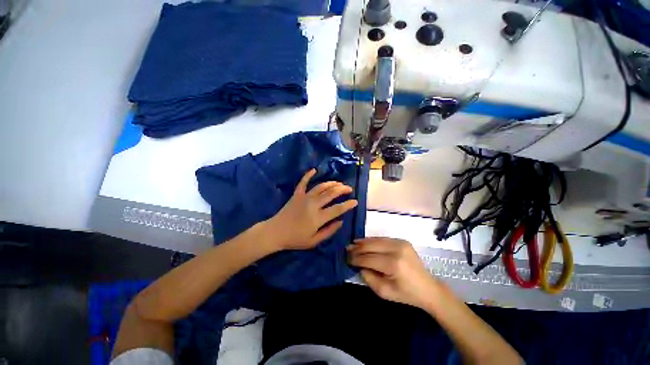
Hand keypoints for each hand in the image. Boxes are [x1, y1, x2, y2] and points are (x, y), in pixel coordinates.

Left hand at [265, 169, 357, 250]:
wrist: (275, 232)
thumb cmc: (295, 239)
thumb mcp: (314, 241)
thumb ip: (329, 231)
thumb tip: (341, 221)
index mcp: (318, 217)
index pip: (337, 209)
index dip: (348, 205)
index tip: (355, 201)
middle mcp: (313, 204)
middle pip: (331, 194)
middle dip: (342, 190)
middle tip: (349, 189)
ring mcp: (304, 197)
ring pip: (321, 187)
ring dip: (331, 183)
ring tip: (339, 183)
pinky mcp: (296, 194)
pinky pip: (303, 182)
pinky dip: (308, 175)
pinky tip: (314, 170)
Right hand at [347, 237, 439, 309]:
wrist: (428, 288)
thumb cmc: (406, 294)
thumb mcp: (384, 292)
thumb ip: (369, 278)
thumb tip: (359, 265)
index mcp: (393, 265)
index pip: (368, 259)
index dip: (356, 259)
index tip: (346, 259)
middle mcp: (396, 250)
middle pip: (371, 246)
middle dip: (357, 248)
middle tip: (347, 250)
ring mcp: (400, 243)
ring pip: (376, 240)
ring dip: (363, 242)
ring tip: (353, 244)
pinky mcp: (402, 240)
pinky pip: (382, 239)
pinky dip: (372, 241)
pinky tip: (364, 242)